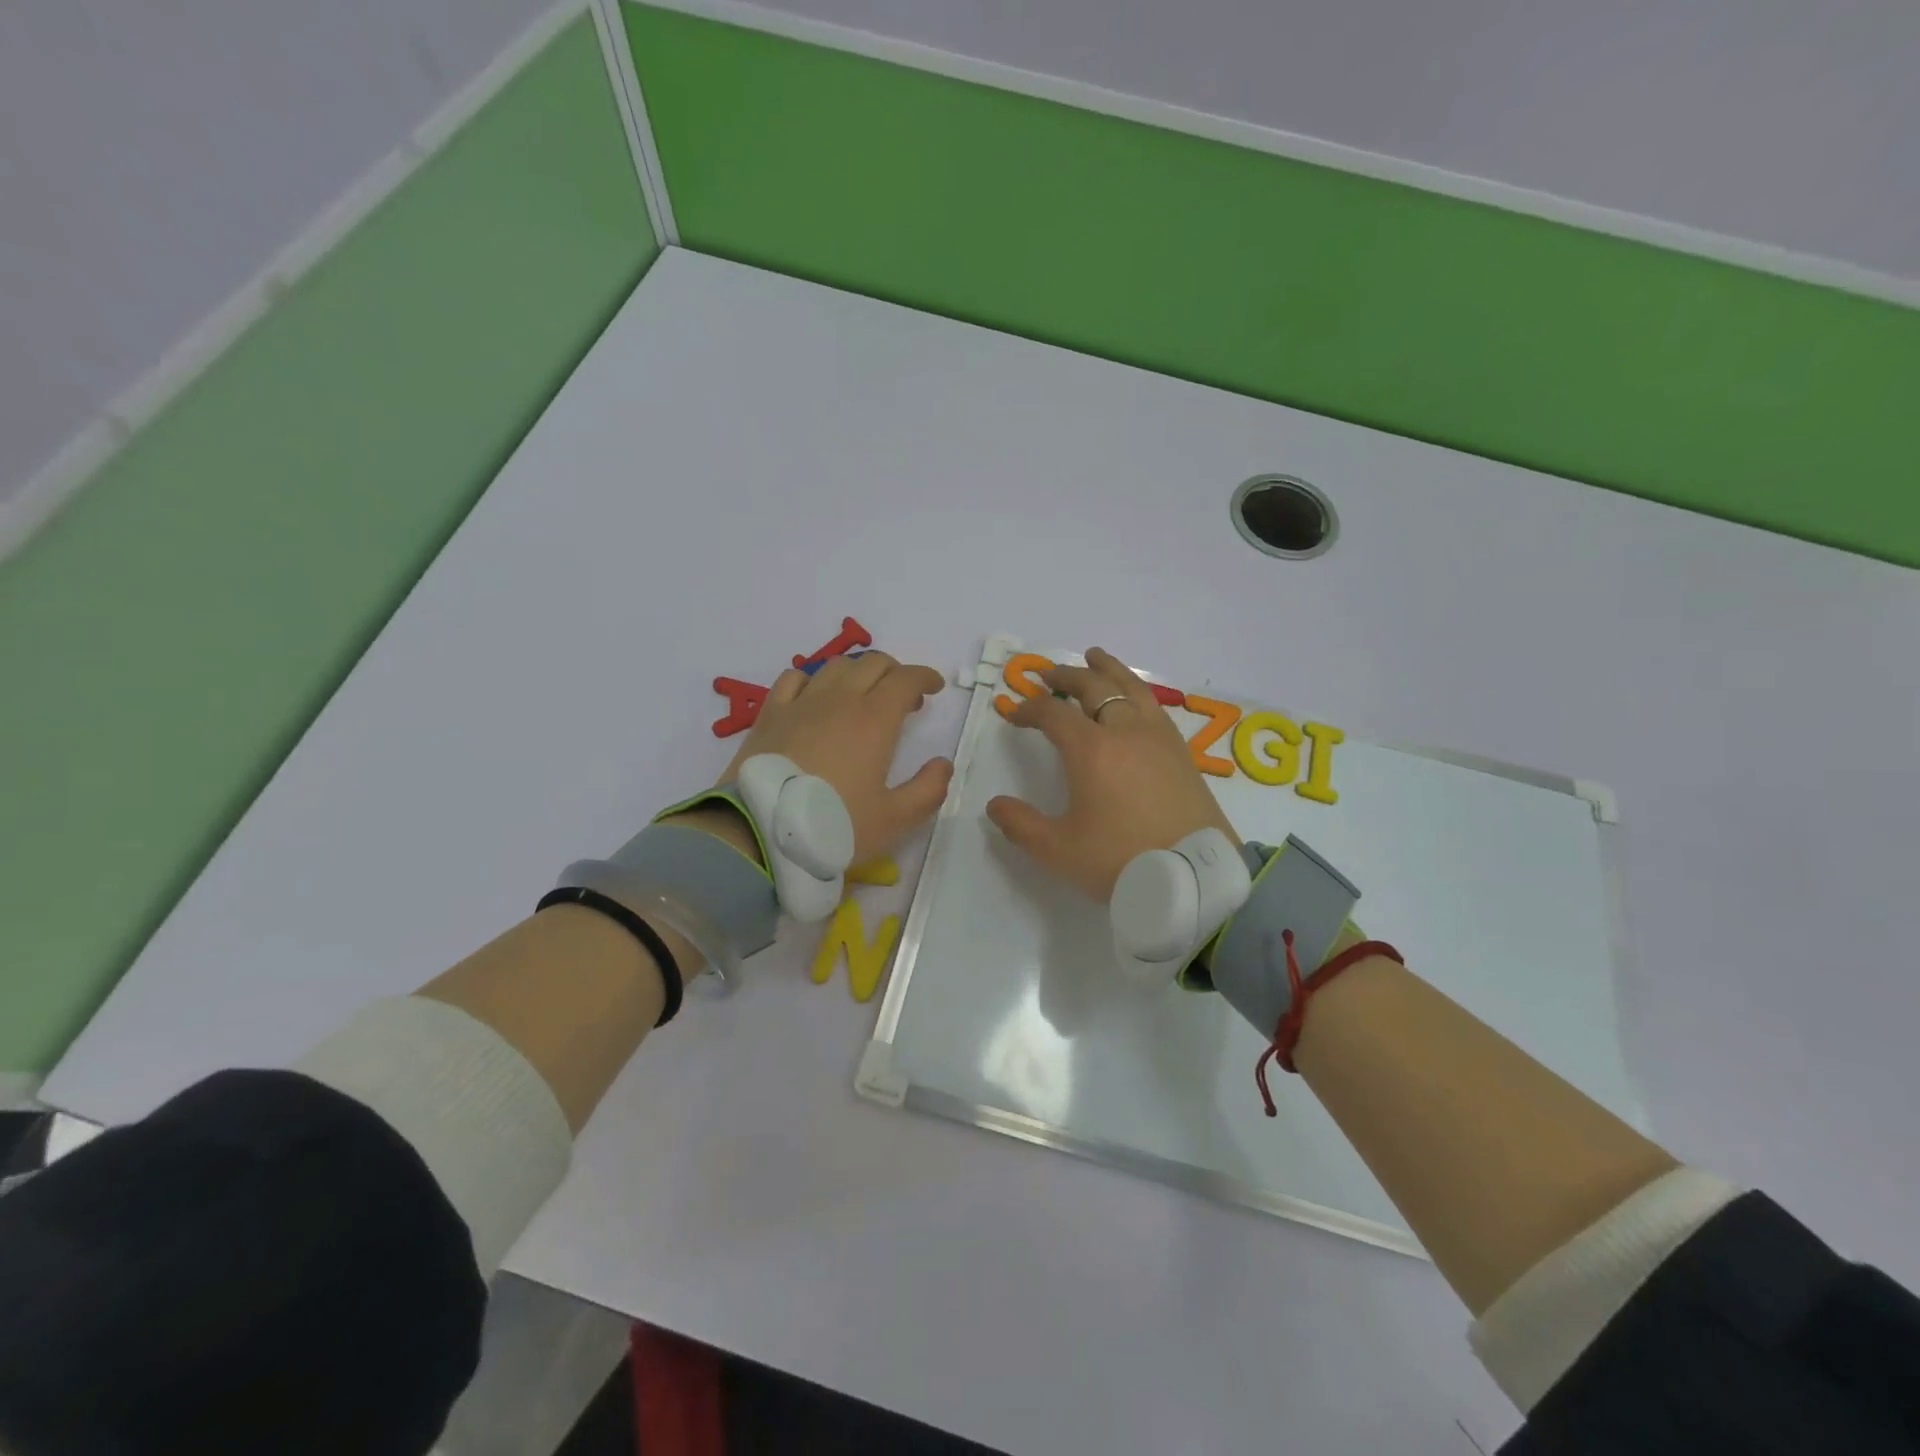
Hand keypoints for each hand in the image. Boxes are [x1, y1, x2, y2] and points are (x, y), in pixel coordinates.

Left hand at [708, 652, 953, 865]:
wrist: (759, 834)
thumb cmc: (834, 826)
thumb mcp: (894, 819)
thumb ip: (928, 790)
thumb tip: (942, 764)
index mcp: (875, 720)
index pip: (906, 679)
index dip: (925, 678)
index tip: (934, 688)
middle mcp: (839, 700)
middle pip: (873, 663)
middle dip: (895, 672)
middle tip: (904, 698)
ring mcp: (800, 703)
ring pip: (836, 666)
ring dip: (858, 672)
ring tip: (863, 695)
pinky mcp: (769, 714)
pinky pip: (794, 678)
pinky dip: (814, 680)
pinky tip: (815, 697)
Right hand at [986, 647, 1238, 900]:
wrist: (1194, 878)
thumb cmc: (1121, 861)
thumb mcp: (1058, 850)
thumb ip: (1021, 825)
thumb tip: (994, 805)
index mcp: (1091, 749)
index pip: (1053, 713)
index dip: (1029, 708)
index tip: (1014, 713)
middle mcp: (1125, 731)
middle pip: (1093, 687)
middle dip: (1066, 676)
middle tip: (1047, 674)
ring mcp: (1158, 737)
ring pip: (1130, 687)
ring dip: (1107, 669)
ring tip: (1095, 657)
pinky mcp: (1181, 750)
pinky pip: (1153, 704)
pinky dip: (1136, 690)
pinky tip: (1134, 697)